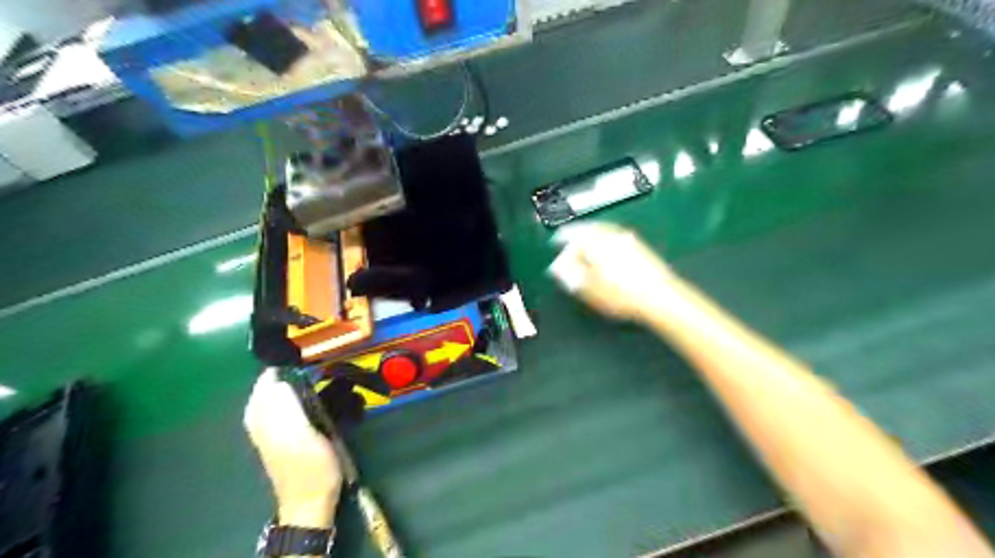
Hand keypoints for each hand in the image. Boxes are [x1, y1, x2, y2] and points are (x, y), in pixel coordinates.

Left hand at [247, 370, 343, 527]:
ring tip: (333, 370)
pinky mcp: (294, 427)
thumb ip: (284, 404)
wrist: (313, 498)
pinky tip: (329, 390)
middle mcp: (264, 413)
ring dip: (310, 378)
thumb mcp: (296, 433)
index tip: (317, 351)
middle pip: (281, 378)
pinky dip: (313, 391)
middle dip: (302, 366)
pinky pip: (299, 398)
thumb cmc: (308, 466)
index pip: (270, 373)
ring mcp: (278, 420)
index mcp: (260, 412)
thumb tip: (281, 373)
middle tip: (329, 360)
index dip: (292, 360)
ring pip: (291, 387)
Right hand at [547, 222, 680, 322]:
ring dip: (591, 237)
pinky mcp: (640, 247)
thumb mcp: (589, 289)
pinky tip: (605, 254)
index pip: (572, 234)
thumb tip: (558, 266)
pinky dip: (604, 241)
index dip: (561, 241)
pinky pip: (614, 237)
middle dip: (576, 235)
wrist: (660, 298)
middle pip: (588, 229)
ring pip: (603, 232)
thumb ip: (570, 274)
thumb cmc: (621, 295)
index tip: (555, 245)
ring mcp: (627, 239)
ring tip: (585, 248)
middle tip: (568, 242)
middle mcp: (611, 235)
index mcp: (595, 242)